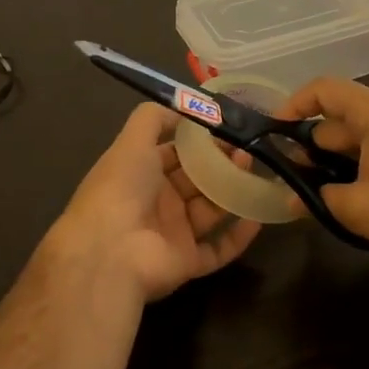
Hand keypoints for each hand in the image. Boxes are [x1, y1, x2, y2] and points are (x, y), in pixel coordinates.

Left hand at [48, 104, 261, 302]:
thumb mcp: (132, 142)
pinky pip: (218, 248)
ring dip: (233, 192)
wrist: (109, 251)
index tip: (228, 128)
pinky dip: (238, 236)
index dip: (199, 141)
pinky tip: (258, 217)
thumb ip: (154, 118)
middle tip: (248, 149)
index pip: (174, 153)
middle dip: (221, 164)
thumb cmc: (121, 189)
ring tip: (256, 172)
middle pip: (196, 181)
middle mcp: (156, 203)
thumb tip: (183, 107)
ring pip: (210, 211)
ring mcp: (172, 234)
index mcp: (140, 174)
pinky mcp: (187, 262)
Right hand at [278, 78, 368, 275]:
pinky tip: (354, 196)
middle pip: (344, 116)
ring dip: (338, 160)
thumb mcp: (357, 209)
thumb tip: (292, 198)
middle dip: (314, 145)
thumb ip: (317, 196)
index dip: (294, 105)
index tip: (273, 132)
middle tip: (291, 178)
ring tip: (318, 193)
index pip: (326, 90)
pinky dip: (363, 164)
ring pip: (364, 135)